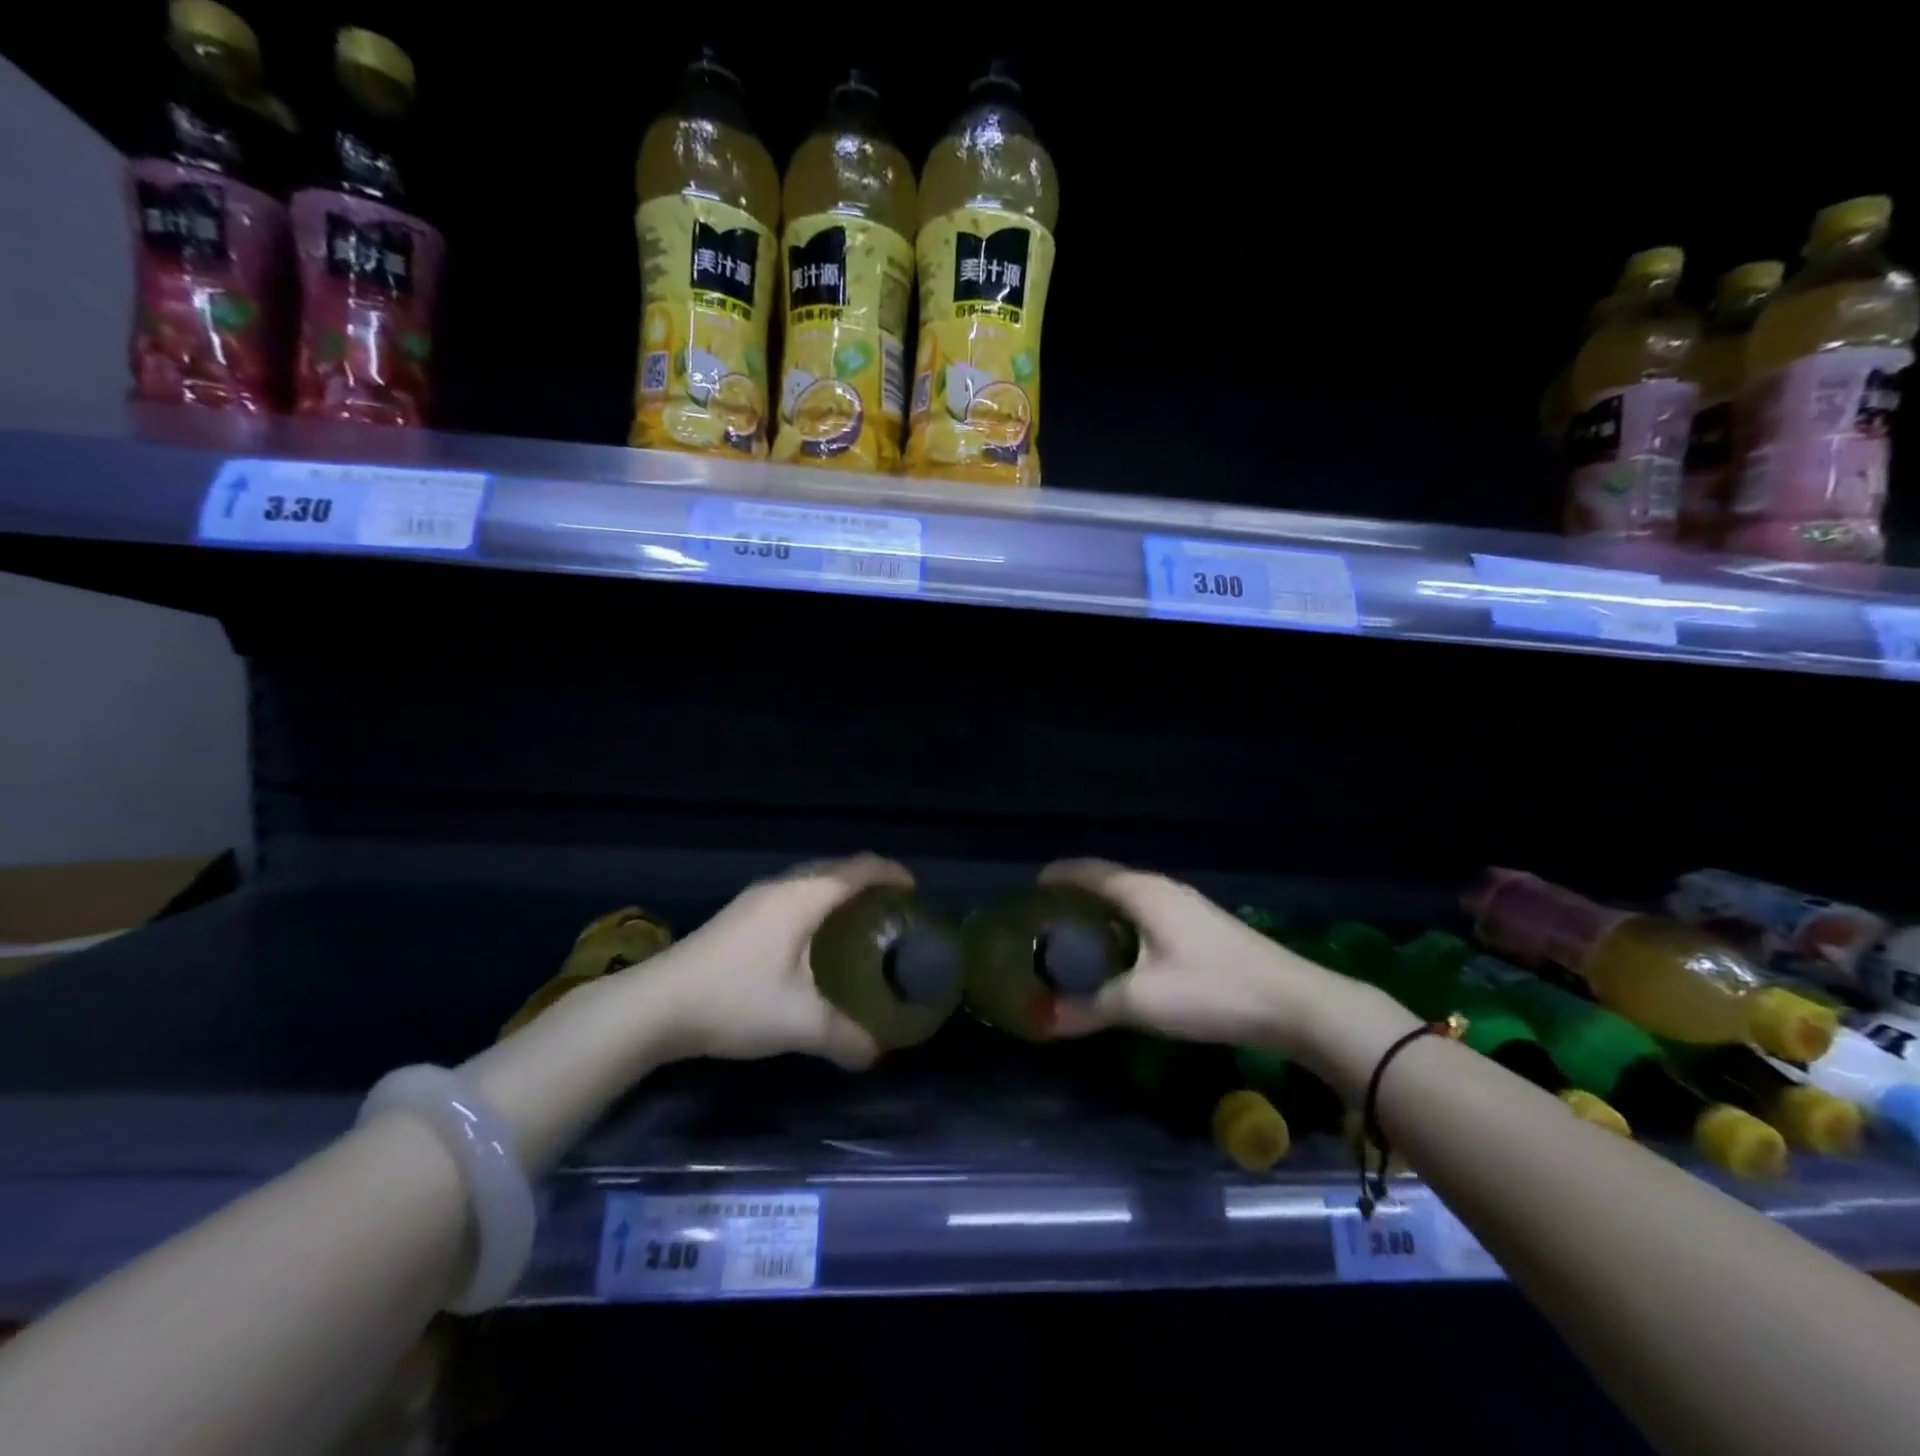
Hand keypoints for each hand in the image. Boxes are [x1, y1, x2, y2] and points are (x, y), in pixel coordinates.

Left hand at [646, 853, 912, 1070]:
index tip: (914, 889)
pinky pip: (792, 895)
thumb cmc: (735, 1000)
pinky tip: (813, 940)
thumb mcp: (798, 1023)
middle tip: (892, 911)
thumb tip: (878, 1053)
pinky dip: (816, 904)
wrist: (655, 1005)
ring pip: (810, 881)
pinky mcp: (738, 915)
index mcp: (803, 898)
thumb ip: (845, 1037)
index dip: (890, 873)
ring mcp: (755, 899)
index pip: (858, 870)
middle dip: (868, 882)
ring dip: (838, 892)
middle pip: (836, 869)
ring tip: (859, 923)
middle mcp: (781, 887)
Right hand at [1039, 859, 1342, 1056]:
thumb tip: (1042, 1019)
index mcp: (1142, 892)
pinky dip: (1126, 923)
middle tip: (1047, 921)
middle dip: (1075, 894)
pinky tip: (1125, 952)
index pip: (1086, 871)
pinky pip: (1150, 913)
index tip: (1030, 892)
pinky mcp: (1205, 926)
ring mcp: (1188, 905)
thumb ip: (1088, 1008)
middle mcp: (1162, 888)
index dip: (1056, 877)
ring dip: (1103, 910)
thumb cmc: (1210, 990)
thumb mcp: (1141, 1002)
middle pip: (1108, 881)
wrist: (1295, 1003)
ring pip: (1132, 898)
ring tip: (1078, 936)